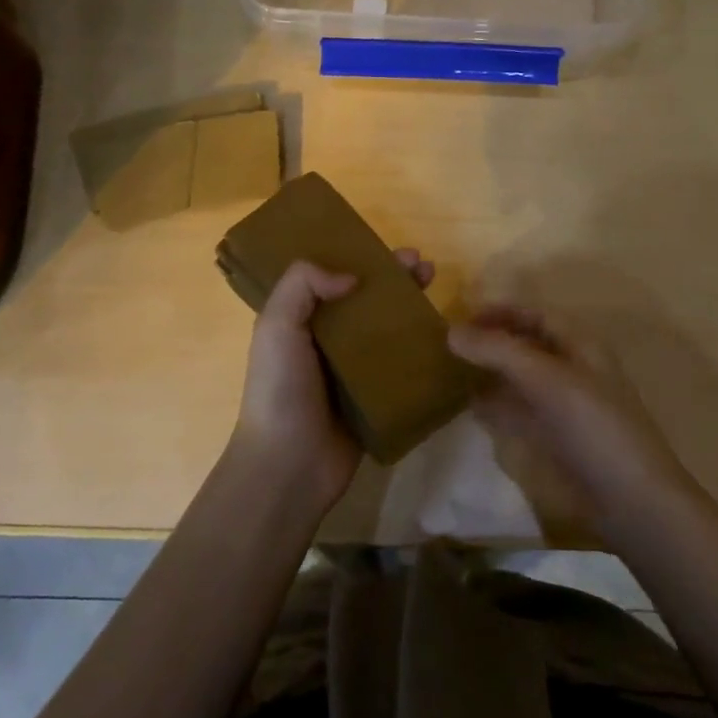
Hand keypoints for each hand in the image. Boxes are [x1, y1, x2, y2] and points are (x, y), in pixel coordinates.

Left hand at [231, 249, 434, 510]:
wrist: (289, 465)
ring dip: (410, 307)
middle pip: (366, 300)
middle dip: (394, 279)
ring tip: (435, 288)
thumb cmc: (280, 390)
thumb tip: (351, 277)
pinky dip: (418, 348)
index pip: (332, 278)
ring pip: (386, 329)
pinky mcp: (375, 397)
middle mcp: (326, 340)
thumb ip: (302, 286)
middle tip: (423, 266)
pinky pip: (400, 365)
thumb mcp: (276, 326)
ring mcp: (353, 370)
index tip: (391, 251)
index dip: (361, 259)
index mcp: (299, 320)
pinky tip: (441, 335)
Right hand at [448, 306, 697, 538]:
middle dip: (491, 342)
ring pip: (522, 378)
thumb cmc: (593, 427)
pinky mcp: (557, 439)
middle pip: (527, 345)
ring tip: (450, 372)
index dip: (500, 312)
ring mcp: (565, 406)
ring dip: (491, 373)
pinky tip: (471, 408)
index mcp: (580, 345)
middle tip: (448, 346)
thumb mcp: (545, 379)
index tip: (459, 318)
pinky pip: (521, 412)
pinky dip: (497, 406)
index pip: (536, 315)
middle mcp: (572, 369)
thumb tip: (450, 331)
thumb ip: (499, 351)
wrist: (631, 501)